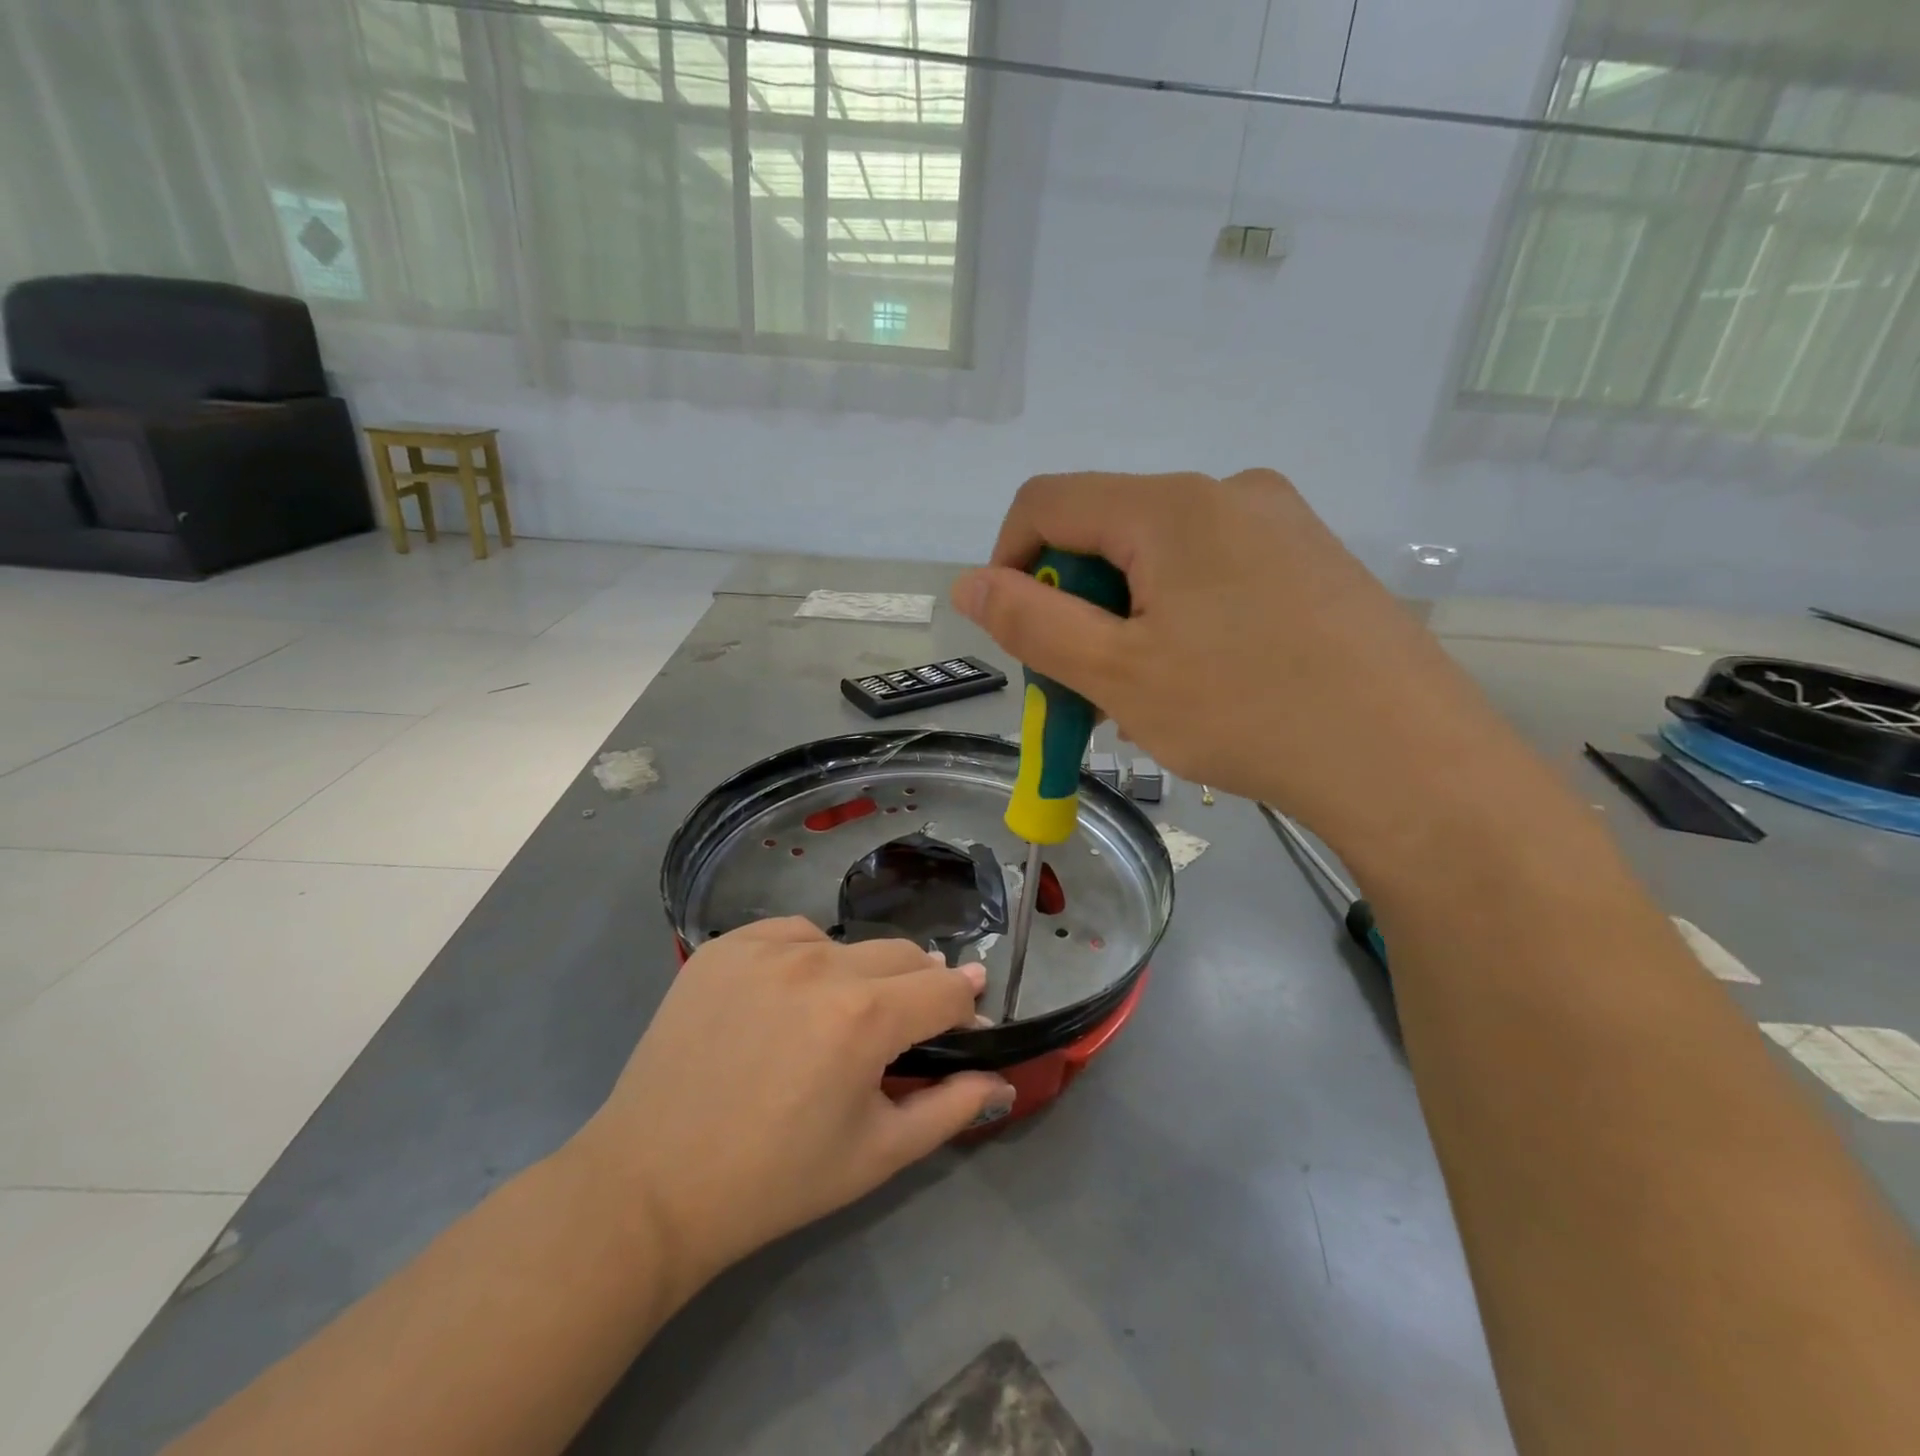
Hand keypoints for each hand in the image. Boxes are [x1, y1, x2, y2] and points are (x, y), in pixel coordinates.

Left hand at [572, 919, 1012, 1285]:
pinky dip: (805, 959)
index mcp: (865, 1016)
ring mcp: (767, 947)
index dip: (965, 1007)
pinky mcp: (724, 945)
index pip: (946, 988)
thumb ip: (952, 1108)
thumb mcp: (877, 1155)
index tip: (965, 1023)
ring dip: (860, 974)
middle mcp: (821, 964)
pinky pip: (791, 934)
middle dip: (918, 988)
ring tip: (833, 1021)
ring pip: (847, 944)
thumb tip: (1000, 1078)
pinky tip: (787, 998)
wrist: (651, 1184)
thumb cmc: (775, 1180)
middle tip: (899, 1032)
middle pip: (903, 955)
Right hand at [951, 470, 1519, 849]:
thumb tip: (968, 583)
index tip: (1015, 634)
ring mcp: (1280, 523)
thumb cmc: (1247, 711)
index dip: (1008, 561)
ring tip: (1149, 695)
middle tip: (1085, 685)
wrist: (1408, 760)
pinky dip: (1179, 617)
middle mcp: (1227, 492)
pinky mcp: (1313, 560)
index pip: (1048, 501)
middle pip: (1107, 530)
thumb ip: (1030, 622)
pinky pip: (1214, 573)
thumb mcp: (1117, 672)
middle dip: (1075, 604)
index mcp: (1170, 506)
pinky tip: (1206, 679)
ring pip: (1160, 558)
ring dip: (1127, 618)